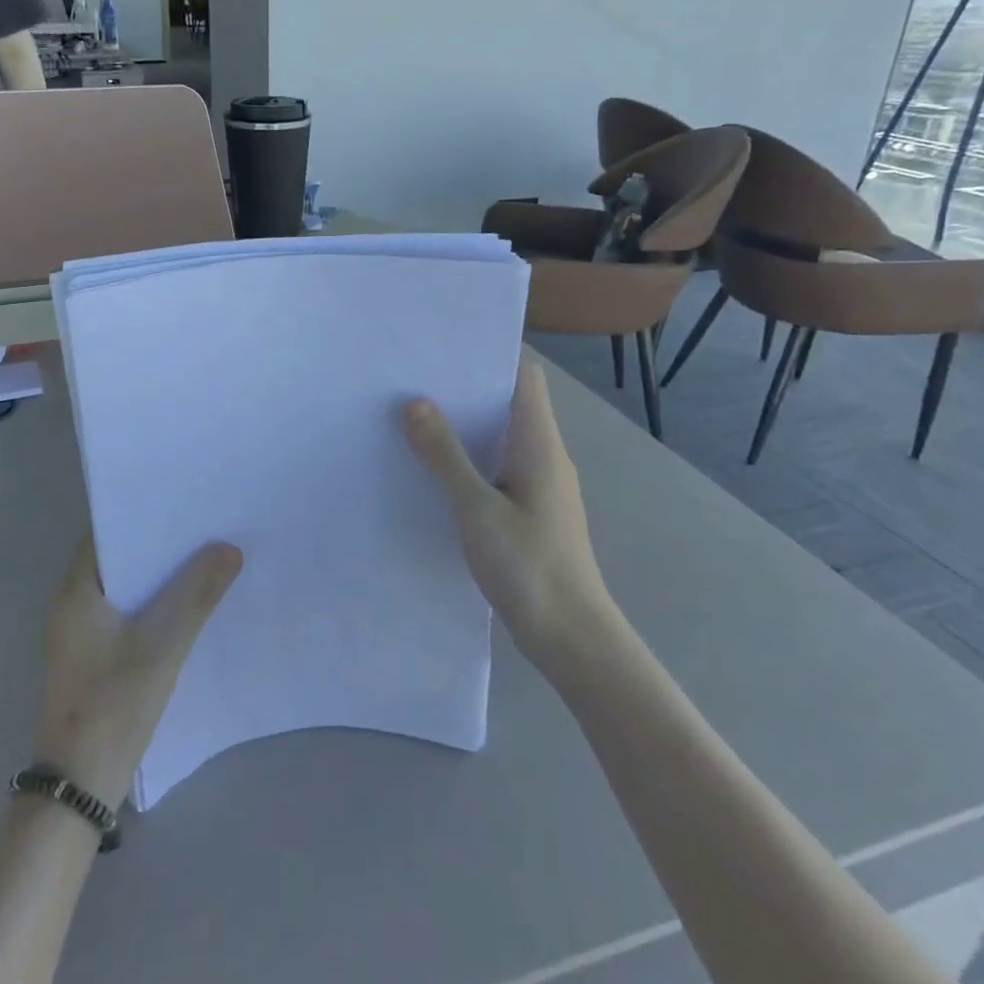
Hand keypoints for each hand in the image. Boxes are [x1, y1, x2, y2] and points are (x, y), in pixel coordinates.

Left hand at [32, 539, 242, 808]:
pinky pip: (124, 615)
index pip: (107, 534)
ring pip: (123, 589)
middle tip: (203, 528)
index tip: (181, 504)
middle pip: (117, 561)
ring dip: (157, 577)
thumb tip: (229, 548)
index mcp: (76, 593)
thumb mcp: (162, 646)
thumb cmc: (114, 706)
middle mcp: (71, 606)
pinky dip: (151, 605)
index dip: (142, 516)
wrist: (78, 788)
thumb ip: (196, 595)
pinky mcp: (90, 659)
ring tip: (203, 559)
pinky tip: (185, 606)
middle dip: (157, 546)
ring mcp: (79, 635)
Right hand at [403, 350, 613, 671]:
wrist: (571, 637)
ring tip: (412, 417)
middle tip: (412, 380)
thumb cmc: (529, 566)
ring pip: (500, 438)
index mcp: (540, 443)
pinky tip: (432, 471)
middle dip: (464, 389)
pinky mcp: (529, 512)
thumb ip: (445, 455)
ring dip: (463, 427)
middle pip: (508, 403)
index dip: (489, 354)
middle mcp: (544, 455)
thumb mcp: (477, 508)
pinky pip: (496, 469)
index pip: (523, 375)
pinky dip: (468, 460)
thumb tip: (415, 403)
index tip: (443, 346)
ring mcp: (539, 485)